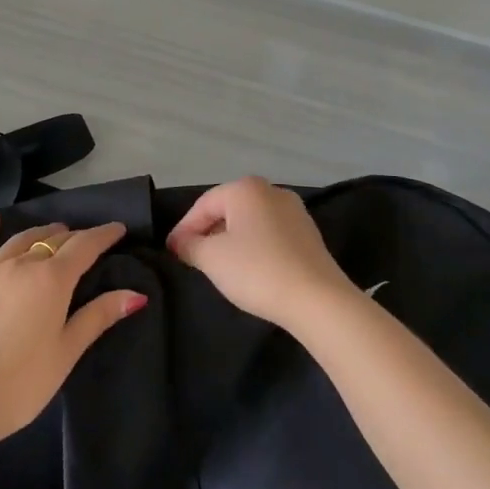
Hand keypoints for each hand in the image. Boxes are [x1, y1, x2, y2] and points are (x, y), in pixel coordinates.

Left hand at [0, 213, 145, 445]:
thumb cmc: (21, 383)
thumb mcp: (66, 352)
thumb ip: (98, 316)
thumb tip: (136, 293)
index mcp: (52, 280)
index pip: (84, 247)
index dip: (103, 235)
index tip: (117, 228)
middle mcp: (21, 264)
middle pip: (52, 241)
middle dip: (73, 237)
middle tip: (86, 241)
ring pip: (19, 240)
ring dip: (40, 233)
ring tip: (53, 232)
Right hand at [165, 176, 354, 329]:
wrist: (318, 300)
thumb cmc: (257, 270)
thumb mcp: (211, 258)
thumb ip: (189, 245)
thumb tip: (179, 241)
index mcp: (245, 188)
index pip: (203, 204)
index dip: (184, 228)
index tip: (171, 252)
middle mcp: (271, 191)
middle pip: (228, 210)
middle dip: (207, 232)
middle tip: (192, 258)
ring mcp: (294, 211)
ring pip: (250, 222)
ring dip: (231, 240)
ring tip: (219, 265)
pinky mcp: (309, 234)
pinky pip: (270, 234)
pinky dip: (255, 247)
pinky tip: (250, 269)